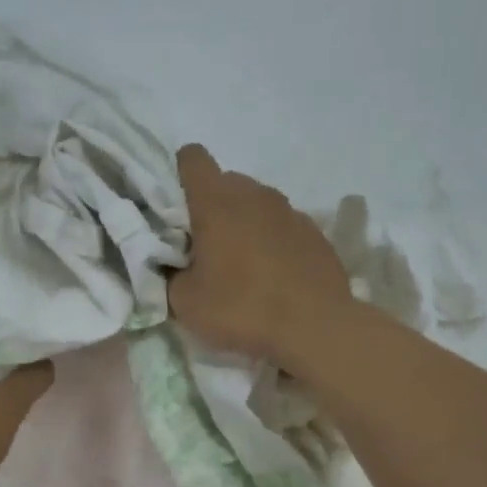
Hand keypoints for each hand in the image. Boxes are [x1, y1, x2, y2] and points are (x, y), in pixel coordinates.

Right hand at [168, 143, 354, 364]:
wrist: (315, 327)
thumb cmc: (241, 309)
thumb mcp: (185, 303)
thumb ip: (171, 275)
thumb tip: (175, 267)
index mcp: (217, 202)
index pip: (192, 159)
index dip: (178, 176)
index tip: (174, 210)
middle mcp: (255, 195)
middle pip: (225, 183)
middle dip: (211, 208)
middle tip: (203, 250)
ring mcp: (290, 211)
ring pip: (256, 204)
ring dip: (244, 225)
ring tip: (241, 267)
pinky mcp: (316, 233)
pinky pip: (282, 227)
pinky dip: (272, 243)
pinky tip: (272, 277)